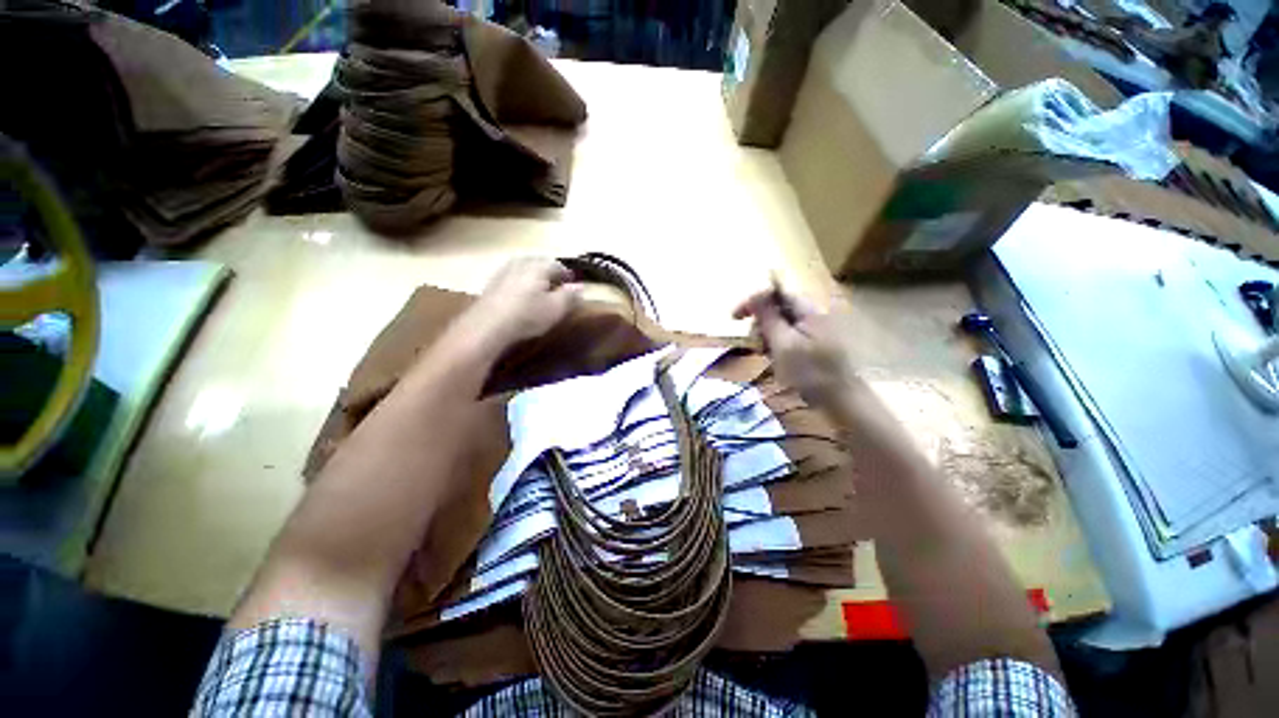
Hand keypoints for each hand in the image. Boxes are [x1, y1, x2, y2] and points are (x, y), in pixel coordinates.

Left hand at [466, 257, 581, 351]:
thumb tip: (580, 286)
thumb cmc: (527, 315)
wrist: (487, 326)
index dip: (567, 275)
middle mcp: (520, 262)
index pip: (558, 265)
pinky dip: (521, 285)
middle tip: (558, 289)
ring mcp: (503, 271)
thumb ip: (570, 296)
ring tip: (541, 294)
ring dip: (534, 279)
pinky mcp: (492, 284)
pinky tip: (521, 299)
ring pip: (525, 270)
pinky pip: (513, 278)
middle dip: (550, 275)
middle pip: (540, 264)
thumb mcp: (556, 309)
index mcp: (538, 265)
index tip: (572, 286)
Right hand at [733, 283, 859, 406]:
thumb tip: (754, 294)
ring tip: (764, 355)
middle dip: (761, 322)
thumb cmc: (810, 372)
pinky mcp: (814, 346)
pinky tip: (775, 360)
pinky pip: (788, 337)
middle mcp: (812, 316)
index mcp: (808, 311)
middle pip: (778, 308)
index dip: (754, 301)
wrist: (842, 401)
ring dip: (767, 336)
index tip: (735, 318)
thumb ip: (768, 318)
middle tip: (754, 343)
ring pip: (781, 324)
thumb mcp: (783, 344)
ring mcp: (815, 331)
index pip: (776, 293)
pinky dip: (777, 345)